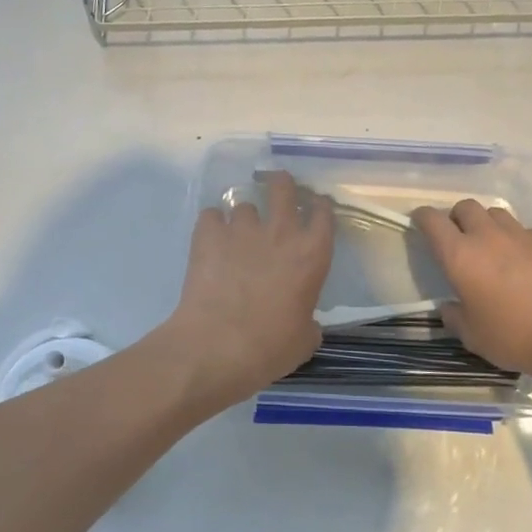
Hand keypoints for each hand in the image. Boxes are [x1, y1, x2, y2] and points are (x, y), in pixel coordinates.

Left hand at [162, 171, 334, 411]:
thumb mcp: (304, 340)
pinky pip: (211, 215)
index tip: (314, 206)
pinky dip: (211, 225)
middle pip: (283, 188)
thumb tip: (303, 320)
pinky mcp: (208, 235)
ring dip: (242, 217)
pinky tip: (209, 240)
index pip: (323, 214)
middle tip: (277, 186)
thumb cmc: (269, 348)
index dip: (319, 206)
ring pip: (243, 205)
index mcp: (311, 255)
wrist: (217, 347)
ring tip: (235, 234)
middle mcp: (280, 233)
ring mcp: (241, 230)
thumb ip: (307, 320)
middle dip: (281, 183)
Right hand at [411, 200, 531, 386]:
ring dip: (487, 224)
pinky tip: (526, 263)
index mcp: (460, 255)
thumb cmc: (517, 336)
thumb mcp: (474, 338)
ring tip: (492, 247)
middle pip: (465, 207)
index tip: (420, 222)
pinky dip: (518, 240)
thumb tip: (449, 307)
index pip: (432, 220)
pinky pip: (525, 231)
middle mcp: (488, 236)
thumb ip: (455, 318)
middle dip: (457, 218)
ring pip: (497, 214)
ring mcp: (522, 235)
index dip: (422, 217)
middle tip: (459, 239)